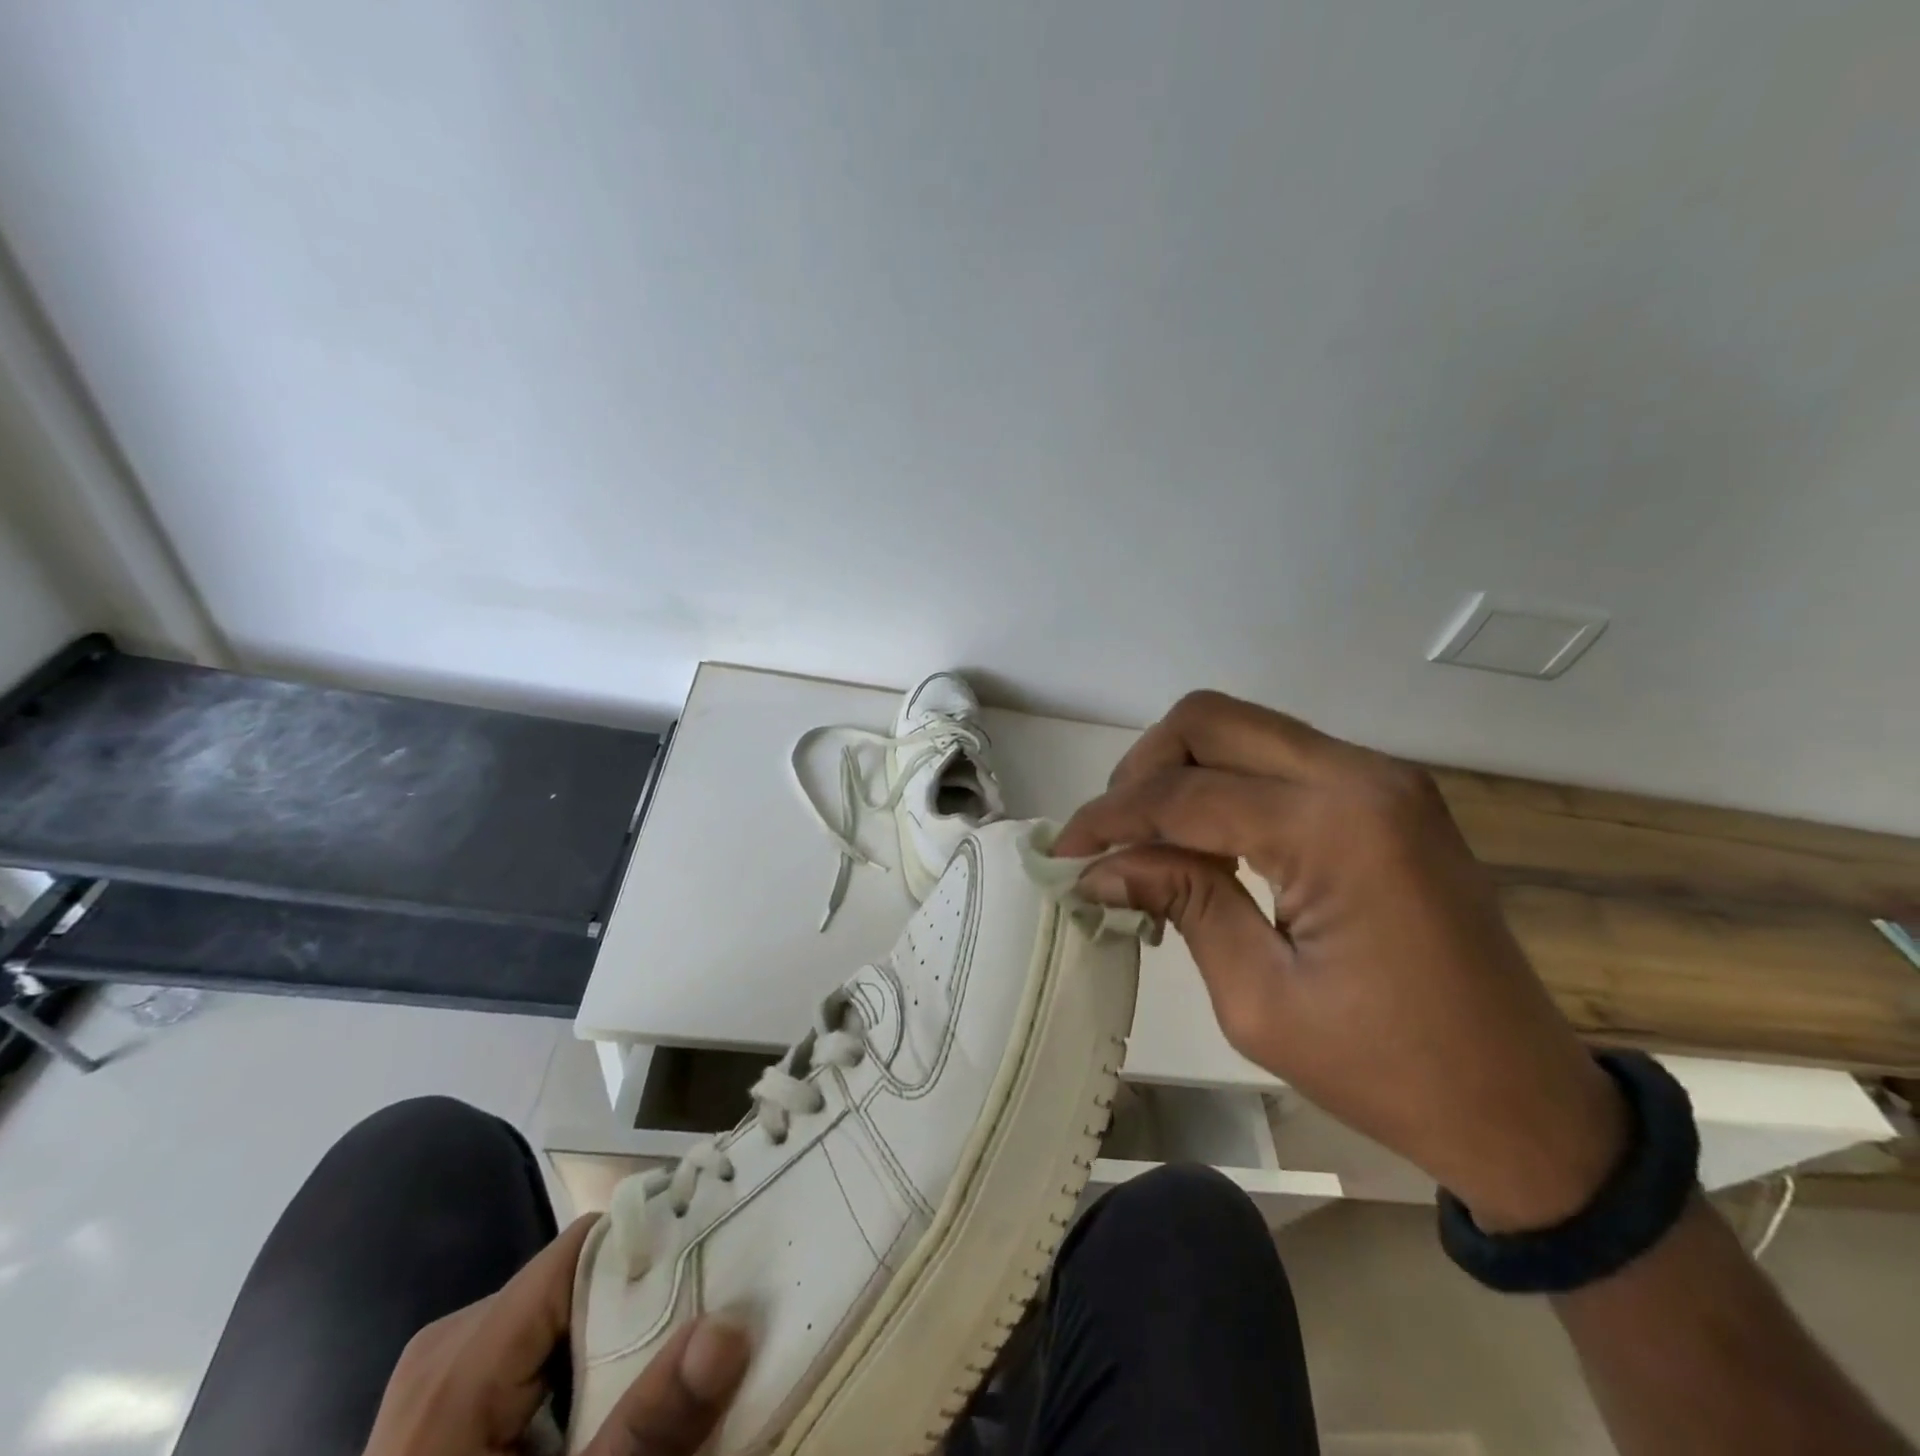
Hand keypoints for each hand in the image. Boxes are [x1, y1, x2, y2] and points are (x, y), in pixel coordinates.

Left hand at [362, 1214, 750, 1455]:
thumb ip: (646, 1430)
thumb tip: (731, 1328)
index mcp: (460, 1362)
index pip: (581, 1250)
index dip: (653, 1249)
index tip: (717, 1266)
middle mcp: (449, 1343)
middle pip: (576, 1278)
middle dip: (643, 1305)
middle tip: (706, 1330)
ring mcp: (444, 1370)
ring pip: (564, 1309)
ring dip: (619, 1337)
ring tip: (669, 1369)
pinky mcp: (448, 1398)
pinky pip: (538, 1345)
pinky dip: (585, 1364)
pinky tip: (613, 1404)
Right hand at [1056, 690, 1627, 1230]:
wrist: (1523, 1102)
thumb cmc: (1389, 1070)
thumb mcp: (1259, 999)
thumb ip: (1181, 903)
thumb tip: (1101, 865)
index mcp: (1335, 828)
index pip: (1184, 793)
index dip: (1109, 819)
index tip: (1062, 854)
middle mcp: (1360, 776)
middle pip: (1209, 721)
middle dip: (1141, 770)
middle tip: (1110, 838)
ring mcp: (1380, 777)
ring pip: (1241, 729)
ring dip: (1179, 772)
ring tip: (1148, 841)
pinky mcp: (1384, 794)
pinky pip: (1277, 758)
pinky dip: (1222, 784)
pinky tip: (1205, 841)